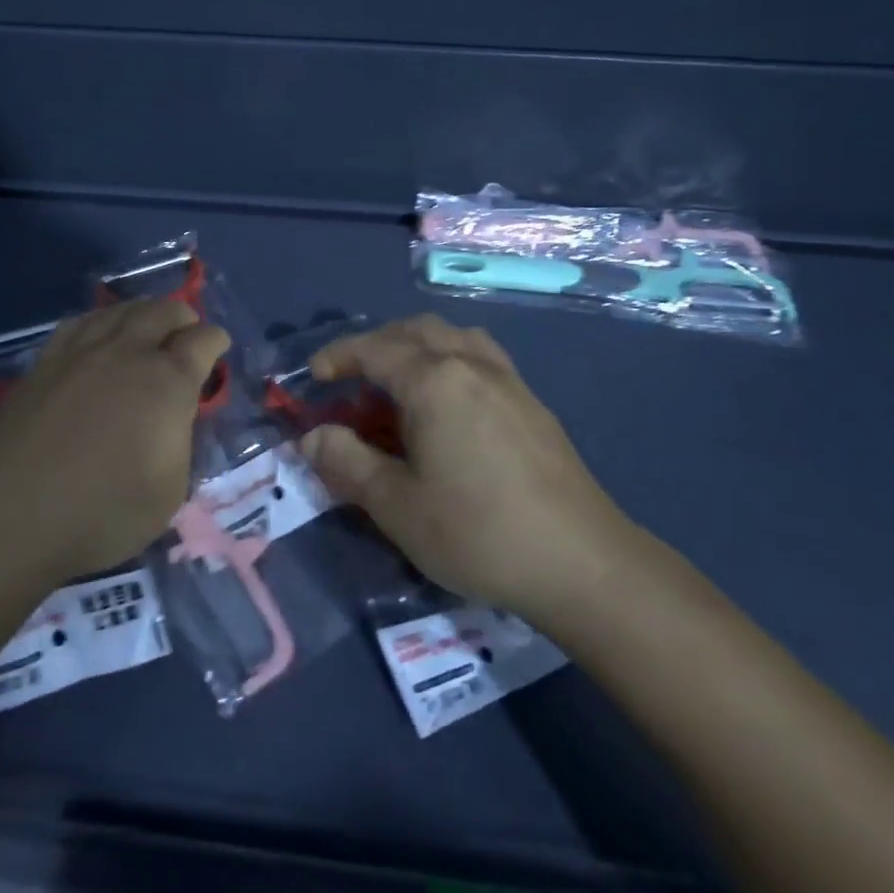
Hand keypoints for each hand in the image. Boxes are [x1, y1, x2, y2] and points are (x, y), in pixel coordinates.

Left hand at [0, 298, 229, 581]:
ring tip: (147, 324)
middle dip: (182, 317)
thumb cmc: (104, 511)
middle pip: (162, 312)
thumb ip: (180, 440)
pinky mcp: (45, 362)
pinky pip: (79, 322)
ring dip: (142, 312)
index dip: (216, 341)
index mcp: (167, 381)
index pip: (202, 341)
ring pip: (119, 310)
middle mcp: (127, 352)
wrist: (15, 514)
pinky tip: (98, 332)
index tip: (218, 347)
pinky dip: (101, 320)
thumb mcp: (170, 490)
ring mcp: (81, 352)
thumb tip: (173, 416)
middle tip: (186, 331)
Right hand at [304, 315, 634, 619]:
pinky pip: (481, 356)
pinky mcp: (532, 403)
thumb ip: (347, 464)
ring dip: (418, 344)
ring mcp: (508, 380)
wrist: (582, 562)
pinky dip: (451, 359)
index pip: (374, 350)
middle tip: (355, 376)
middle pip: (416, 330)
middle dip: (378, 344)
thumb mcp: (396, 506)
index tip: (316, 376)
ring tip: (402, 380)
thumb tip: (311, 437)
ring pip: (454, 336)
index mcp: (434, 381)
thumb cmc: (477, 532)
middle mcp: (471, 365)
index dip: (339, 357)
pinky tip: (450, 403)